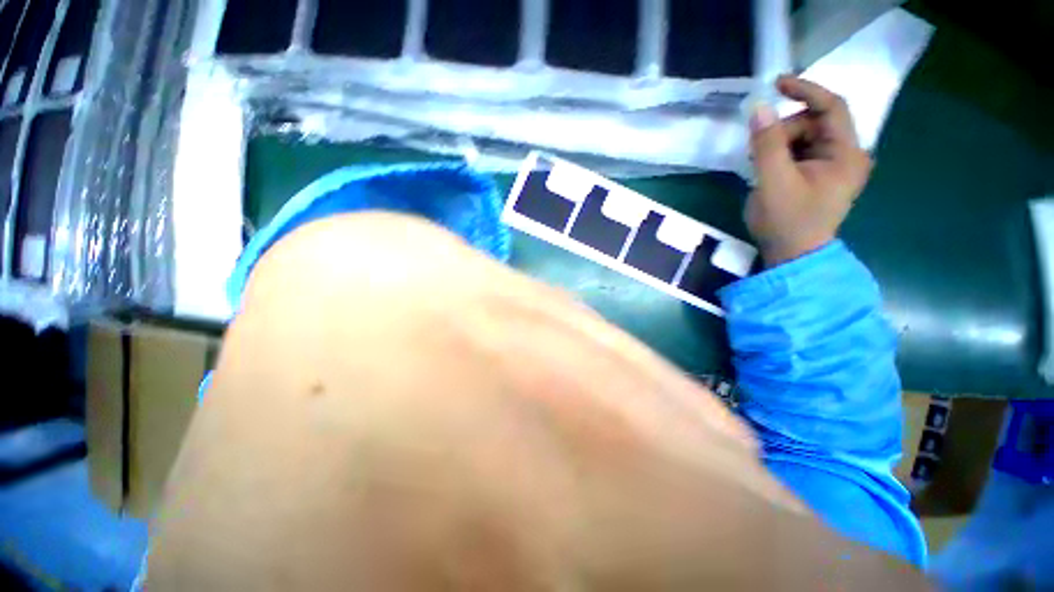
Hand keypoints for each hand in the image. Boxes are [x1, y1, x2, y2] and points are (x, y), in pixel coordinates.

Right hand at [747, 75, 872, 266]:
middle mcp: (845, 155)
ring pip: (806, 128)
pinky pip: (803, 141)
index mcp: (846, 156)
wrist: (794, 261)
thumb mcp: (775, 179)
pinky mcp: (822, 169)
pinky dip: (785, 145)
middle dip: (788, 124)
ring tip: (767, 161)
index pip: (833, 106)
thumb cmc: (790, 224)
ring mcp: (834, 162)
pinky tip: (774, 164)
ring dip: (783, 136)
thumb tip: (759, 105)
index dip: (806, 89)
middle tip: (765, 143)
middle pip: (816, 117)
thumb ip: (767, 139)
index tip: (776, 86)